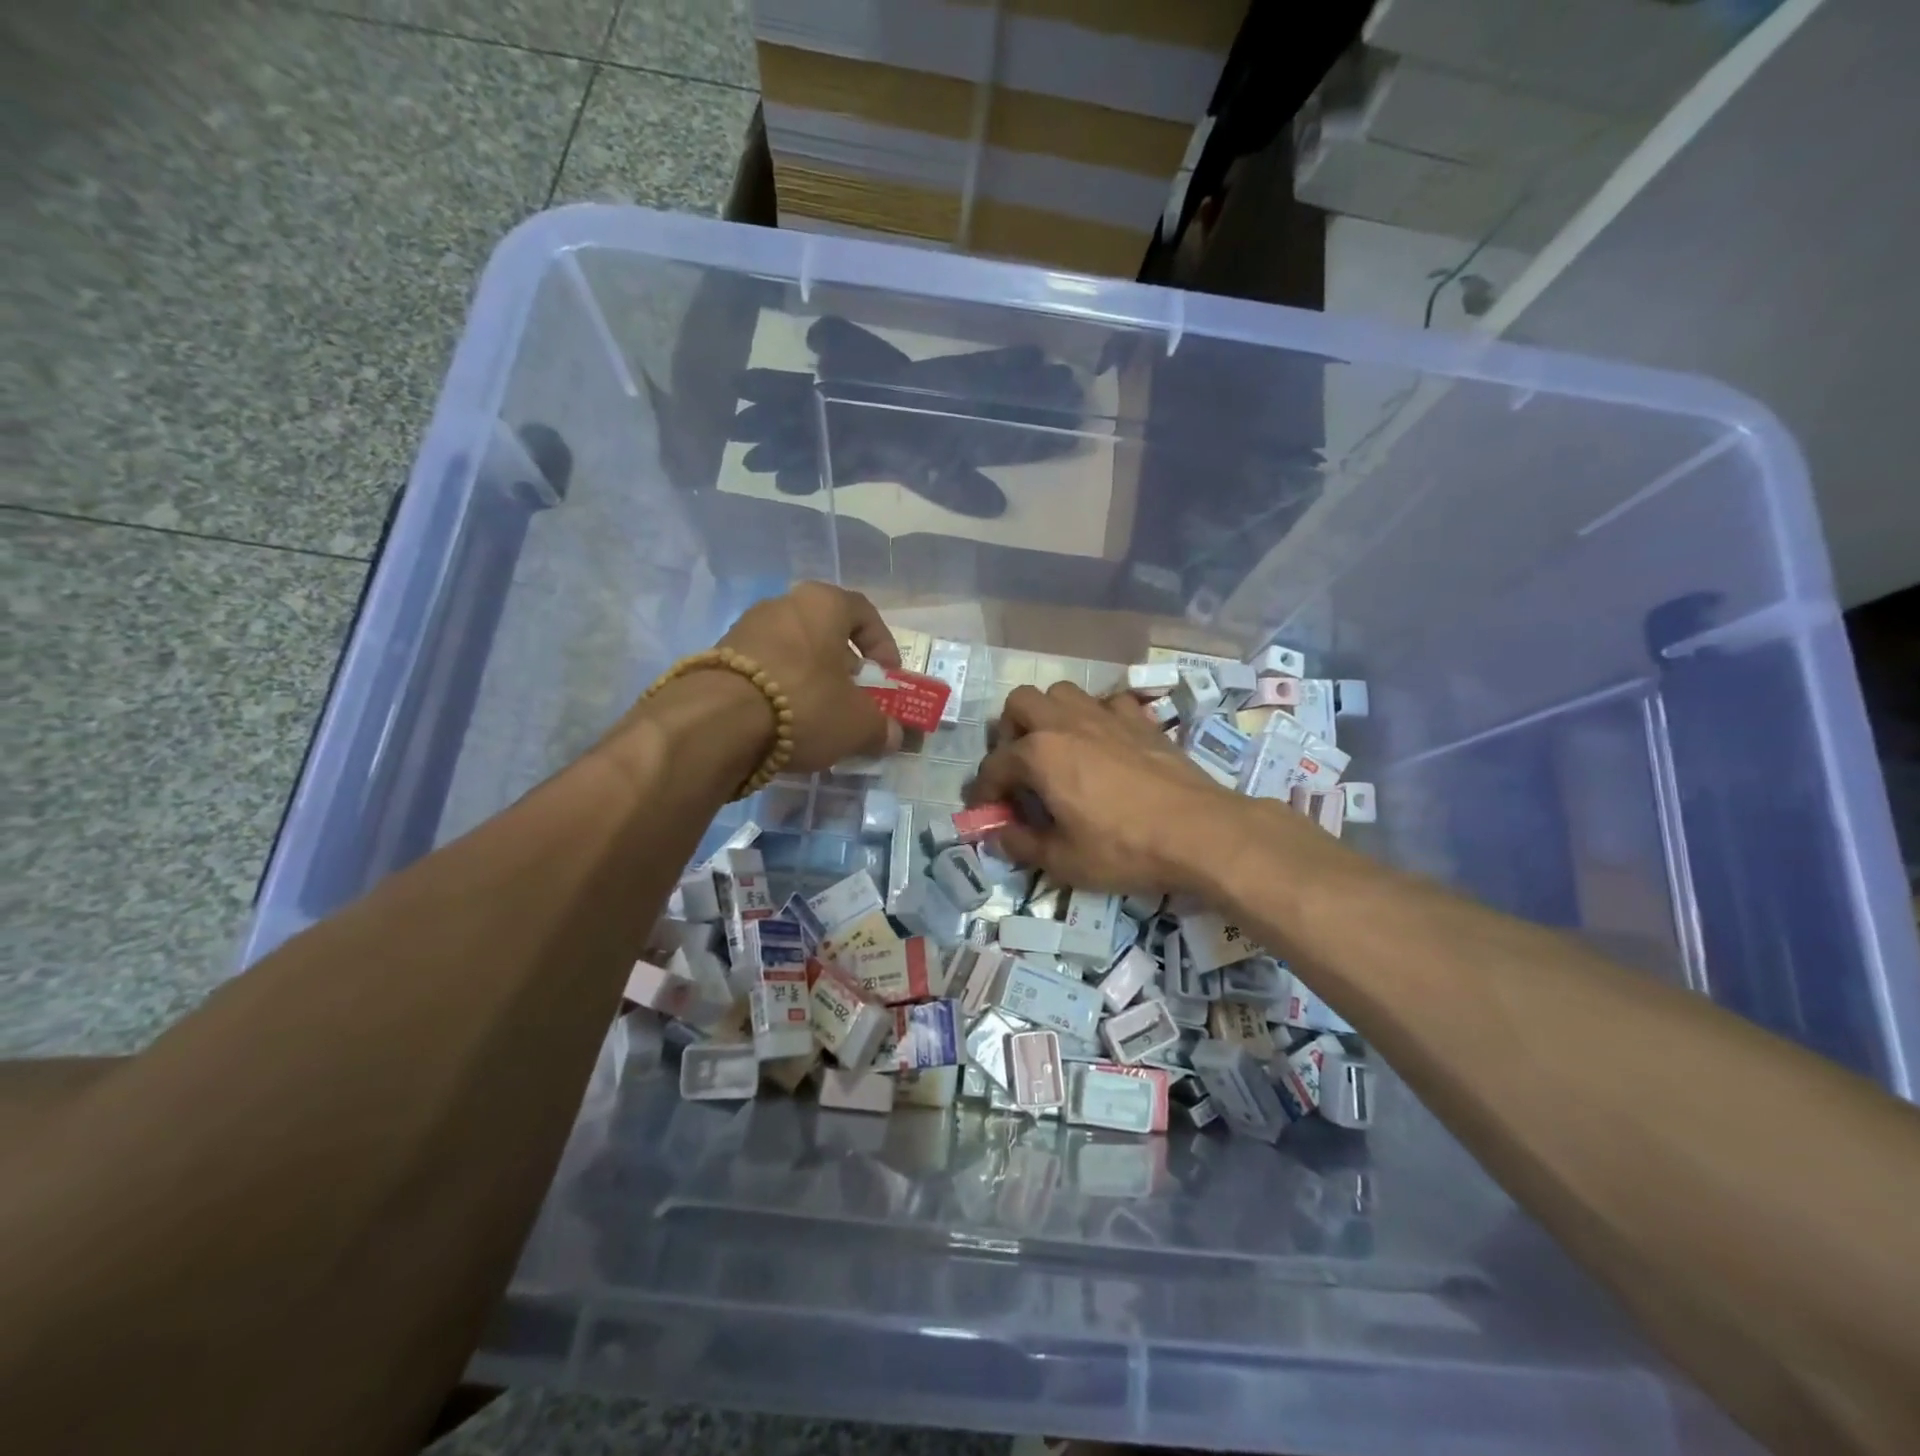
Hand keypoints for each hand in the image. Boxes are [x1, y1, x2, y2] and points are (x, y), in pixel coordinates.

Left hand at [714, 581, 903, 773]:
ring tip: (818, 717)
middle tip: (853, 698)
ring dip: (810, 680)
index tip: (887, 677)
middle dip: (843, 667)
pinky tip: (783, 724)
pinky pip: (763, 670)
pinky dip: (779, 692)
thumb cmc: (804, 705)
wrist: (716, 723)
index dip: (882, 645)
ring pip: (792, 651)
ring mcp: (744, 629)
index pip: (864, 613)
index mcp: (822, 603)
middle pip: (824, 632)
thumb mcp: (857, 723)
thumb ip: (881, 727)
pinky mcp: (717, 657)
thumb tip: (892, 735)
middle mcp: (782, 604)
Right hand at [966, 682, 1250, 897]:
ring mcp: (1106, 716)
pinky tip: (1104, 744)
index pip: (994, 765)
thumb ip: (1021, 844)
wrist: (1199, 832)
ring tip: (1057, 749)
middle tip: (1020, 767)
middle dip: (1010, 732)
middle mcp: (1066, 723)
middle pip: (1020, 703)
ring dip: (1050, 715)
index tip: (987, 811)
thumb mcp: (1063, 861)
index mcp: (1040, 754)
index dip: (984, 790)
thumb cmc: (1124, 848)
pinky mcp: (1141, 720)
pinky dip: (1097, 717)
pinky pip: (1108, 703)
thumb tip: (999, 834)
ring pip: (1062, 692)